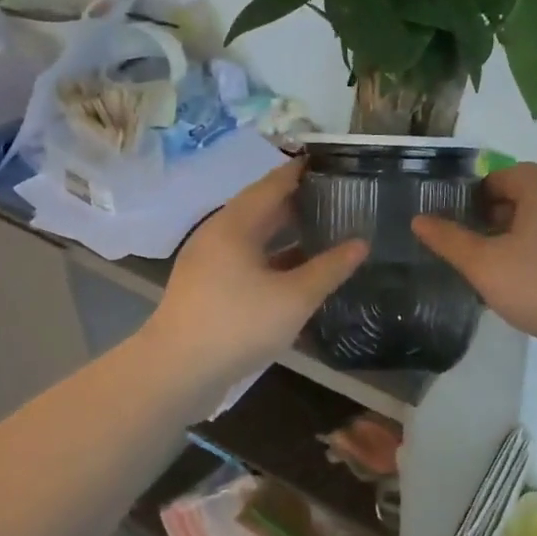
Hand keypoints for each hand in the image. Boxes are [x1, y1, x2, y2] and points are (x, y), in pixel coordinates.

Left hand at [145, 159, 367, 387]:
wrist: (175, 372)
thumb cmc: (237, 325)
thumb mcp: (294, 297)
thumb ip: (330, 268)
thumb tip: (361, 243)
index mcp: (235, 223)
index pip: (274, 183)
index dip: (302, 171)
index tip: (332, 163)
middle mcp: (219, 233)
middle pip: (262, 207)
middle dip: (298, 202)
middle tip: (337, 198)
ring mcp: (209, 260)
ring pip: (254, 235)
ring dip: (286, 232)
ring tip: (324, 229)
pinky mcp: (206, 286)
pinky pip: (245, 258)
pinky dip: (272, 256)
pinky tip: (296, 269)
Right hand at [411, 162, 536, 375]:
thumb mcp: (485, 264)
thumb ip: (450, 240)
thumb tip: (420, 220)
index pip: (501, 176)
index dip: (473, 196)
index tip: (455, 224)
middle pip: (523, 197)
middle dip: (493, 219)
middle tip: (470, 249)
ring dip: (516, 240)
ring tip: (494, 272)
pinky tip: (527, 288)